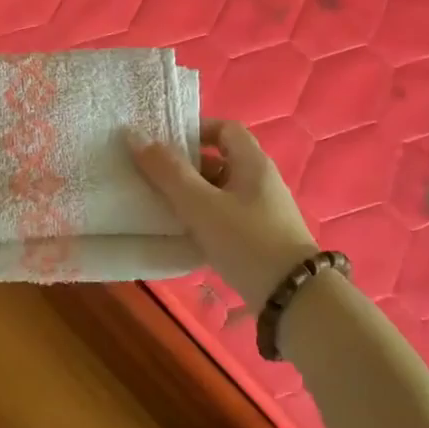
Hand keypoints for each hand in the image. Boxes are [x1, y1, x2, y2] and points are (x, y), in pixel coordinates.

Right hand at [129, 120, 320, 307]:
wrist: (294, 298)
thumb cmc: (246, 241)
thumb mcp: (201, 205)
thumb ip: (168, 172)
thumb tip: (135, 136)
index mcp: (253, 163)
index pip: (226, 129)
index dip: (196, 130)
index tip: (165, 143)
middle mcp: (261, 181)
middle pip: (221, 161)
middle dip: (186, 166)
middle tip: (154, 176)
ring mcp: (263, 211)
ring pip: (221, 192)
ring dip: (192, 195)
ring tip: (161, 205)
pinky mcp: (260, 238)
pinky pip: (226, 217)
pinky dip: (204, 218)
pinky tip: (184, 234)